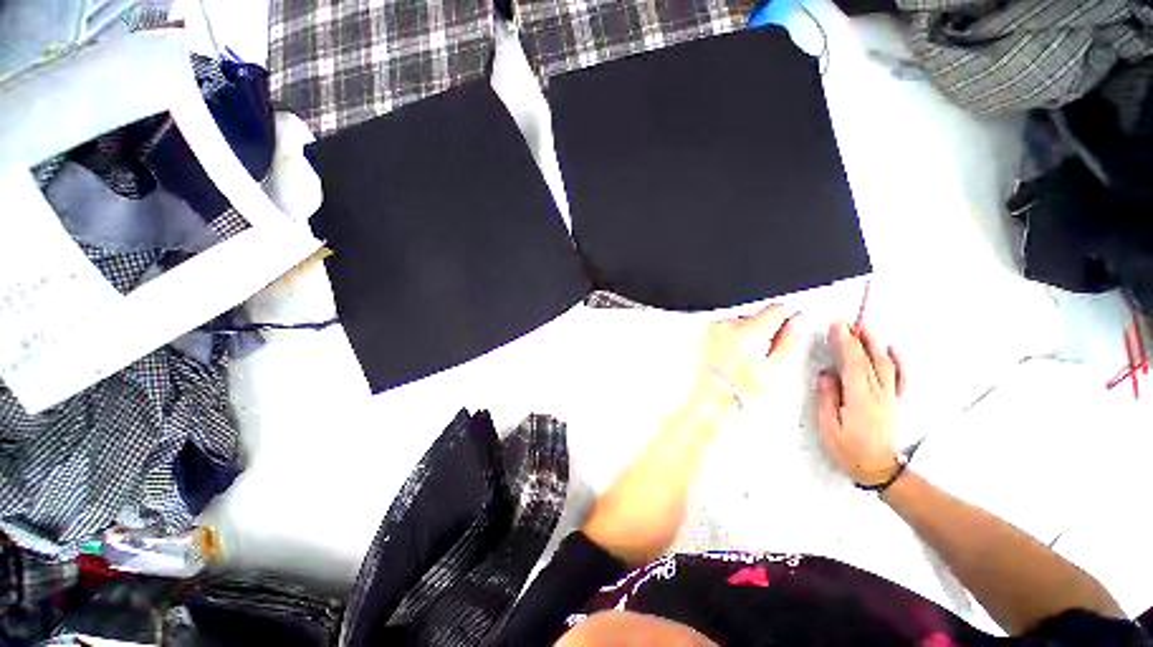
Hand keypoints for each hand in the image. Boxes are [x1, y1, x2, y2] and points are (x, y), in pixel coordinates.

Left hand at [697, 304, 799, 402]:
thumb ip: (790, 342)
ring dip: (749, 332)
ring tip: (749, 355)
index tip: (794, 320)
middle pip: (757, 316)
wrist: (711, 397)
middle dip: (767, 327)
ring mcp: (716, 329)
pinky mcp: (706, 335)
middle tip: (769, 350)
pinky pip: (726, 328)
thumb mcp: (776, 369)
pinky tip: (734, 354)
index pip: (776, 309)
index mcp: (750, 330)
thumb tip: (796, 325)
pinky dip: (733, 336)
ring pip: (741, 322)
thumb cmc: (740, 389)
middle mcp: (730, 325)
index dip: (789, 314)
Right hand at [817, 321, 905, 485]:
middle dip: (858, 337)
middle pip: (871, 359)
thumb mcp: (828, 426)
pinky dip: (896, 360)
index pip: (853, 363)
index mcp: (860, 399)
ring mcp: (889, 397)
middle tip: (846, 321)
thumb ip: (827, 398)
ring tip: (864, 327)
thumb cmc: (848, 450)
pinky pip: (899, 376)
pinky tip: (891, 349)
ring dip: (874, 343)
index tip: (837, 325)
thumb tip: (827, 374)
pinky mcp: (893, 400)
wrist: (879, 470)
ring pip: (885, 364)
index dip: (845, 342)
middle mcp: (879, 394)